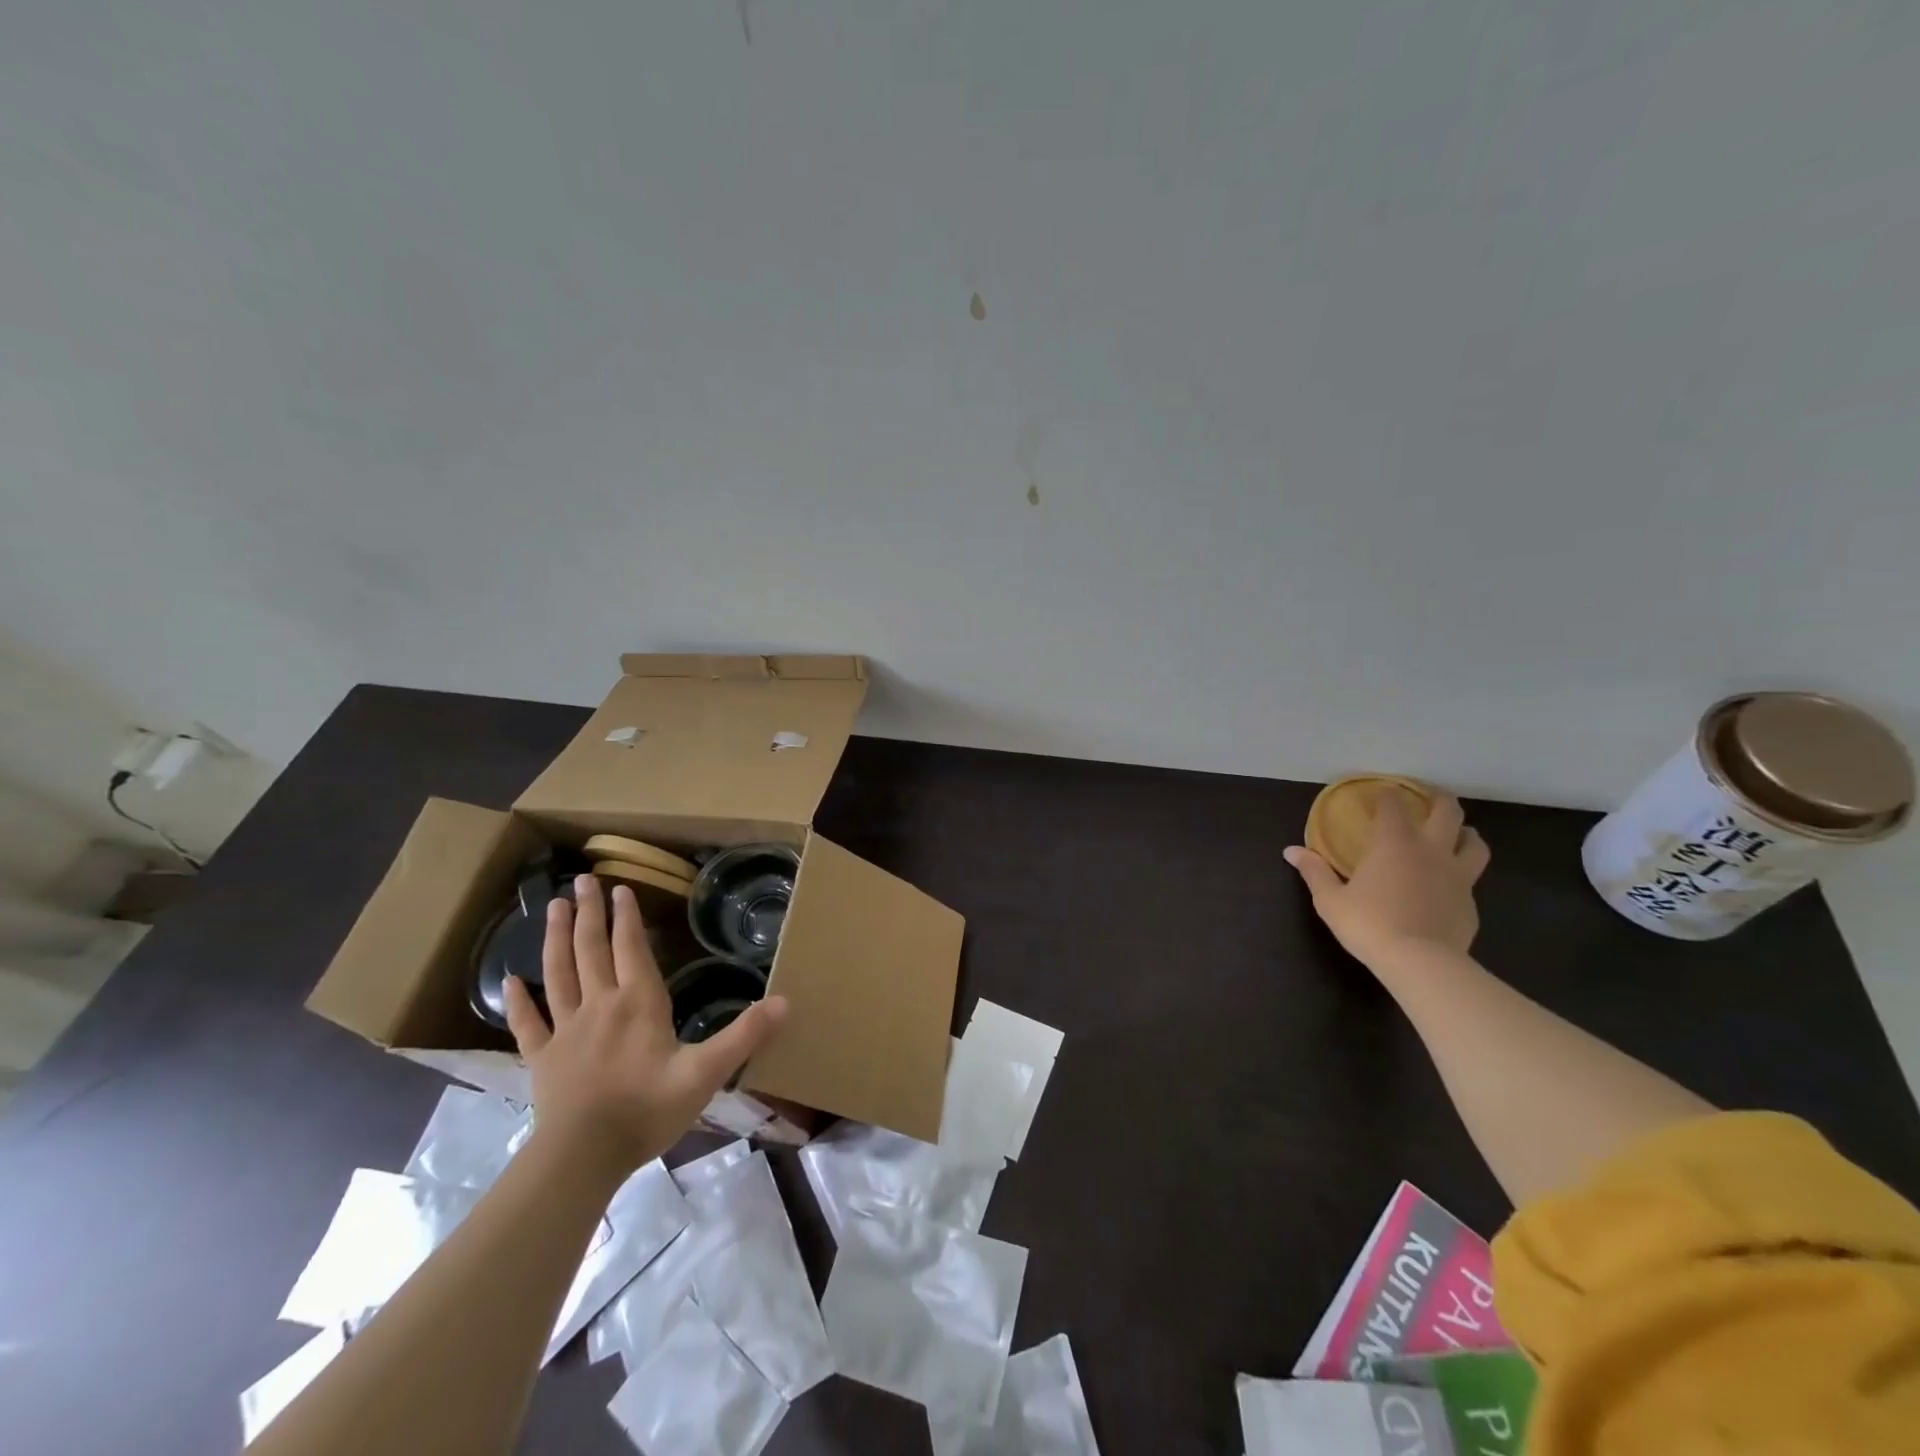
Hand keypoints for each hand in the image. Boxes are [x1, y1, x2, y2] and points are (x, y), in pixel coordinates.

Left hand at [504, 874, 788, 1179]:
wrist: (583, 1157)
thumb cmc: (648, 1110)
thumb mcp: (706, 1073)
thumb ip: (745, 1035)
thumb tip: (786, 1001)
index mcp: (638, 1002)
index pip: (631, 948)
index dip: (626, 917)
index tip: (620, 888)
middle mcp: (600, 1005)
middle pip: (591, 950)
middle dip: (589, 913)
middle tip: (582, 881)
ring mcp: (566, 1030)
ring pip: (558, 974)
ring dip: (556, 938)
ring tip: (554, 907)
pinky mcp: (542, 1059)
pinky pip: (528, 1023)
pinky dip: (518, 1001)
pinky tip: (509, 981)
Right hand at [1284, 790, 1489, 972]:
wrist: (1419, 963)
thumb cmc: (1368, 924)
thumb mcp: (1330, 900)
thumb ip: (1314, 872)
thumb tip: (1291, 851)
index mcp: (1394, 843)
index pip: (1394, 805)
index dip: (1387, 796)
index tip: (1380, 794)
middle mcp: (1431, 851)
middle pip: (1448, 812)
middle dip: (1439, 799)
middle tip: (1429, 797)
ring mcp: (1457, 877)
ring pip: (1475, 843)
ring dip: (1466, 833)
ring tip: (1456, 835)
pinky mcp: (1470, 904)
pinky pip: (1470, 881)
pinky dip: (1461, 876)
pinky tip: (1447, 887)